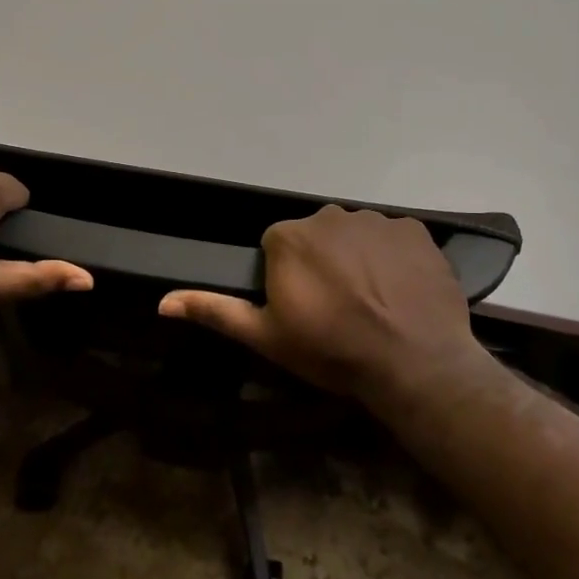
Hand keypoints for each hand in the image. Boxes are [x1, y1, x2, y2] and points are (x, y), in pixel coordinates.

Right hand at [157, 206, 482, 402]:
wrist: (413, 363)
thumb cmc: (331, 350)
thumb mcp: (266, 337)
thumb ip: (216, 311)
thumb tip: (163, 302)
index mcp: (289, 237)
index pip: (278, 247)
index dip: (288, 279)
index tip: (304, 309)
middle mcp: (329, 215)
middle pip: (317, 236)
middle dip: (322, 263)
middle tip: (338, 307)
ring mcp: (376, 219)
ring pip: (356, 235)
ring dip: (358, 258)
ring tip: (373, 301)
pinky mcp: (415, 230)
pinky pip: (394, 238)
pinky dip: (394, 258)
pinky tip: (400, 290)